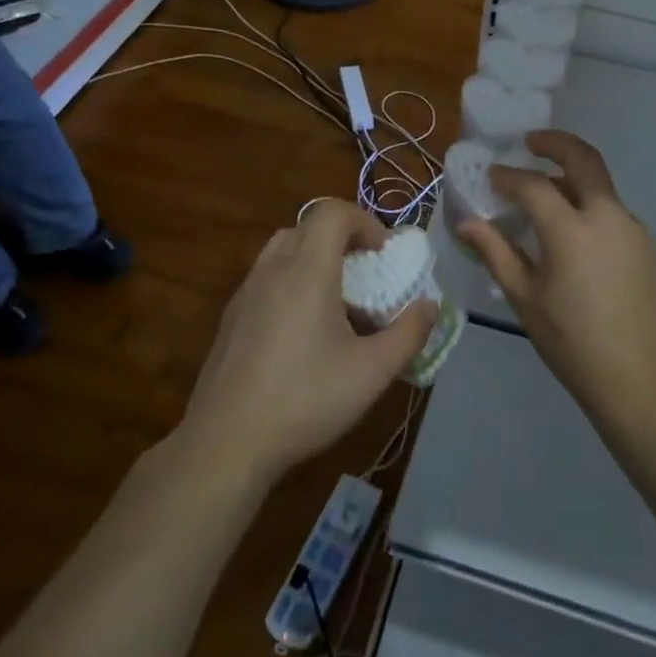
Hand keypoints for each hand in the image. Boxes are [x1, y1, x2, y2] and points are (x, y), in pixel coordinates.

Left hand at [182, 200, 436, 483]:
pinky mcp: (231, 317)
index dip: (364, 220)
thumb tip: (430, 306)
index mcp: (306, 272)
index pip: (332, 212)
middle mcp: (272, 270)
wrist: (225, 444)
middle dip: (342, 236)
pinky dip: (291, 278)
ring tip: (335, 297)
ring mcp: (246, 292)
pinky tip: (302, 328)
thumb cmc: (305, 401)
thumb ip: (409, 334)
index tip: (382, 253)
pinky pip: (266, 275)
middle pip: (308, 225)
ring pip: (283, 248)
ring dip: (314, 255)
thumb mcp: (372, 372)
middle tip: (364, 270)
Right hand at [456, 131, 655, 421]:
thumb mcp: (524, 297)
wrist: (639, 377)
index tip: (490, 176)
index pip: (533, 185)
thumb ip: (495, 252)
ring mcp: (632, 227)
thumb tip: (465, 223)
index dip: (507, 176)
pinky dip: (588, 204)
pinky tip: (573, 233)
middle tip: (530, 142)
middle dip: (554, 142)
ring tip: (546, 193)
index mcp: (571, 229)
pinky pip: (612, 210)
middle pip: (583, 158)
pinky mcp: (646, 243)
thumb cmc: (572, 341)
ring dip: (572, 176)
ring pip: (600, 184)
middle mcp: (606, 216)